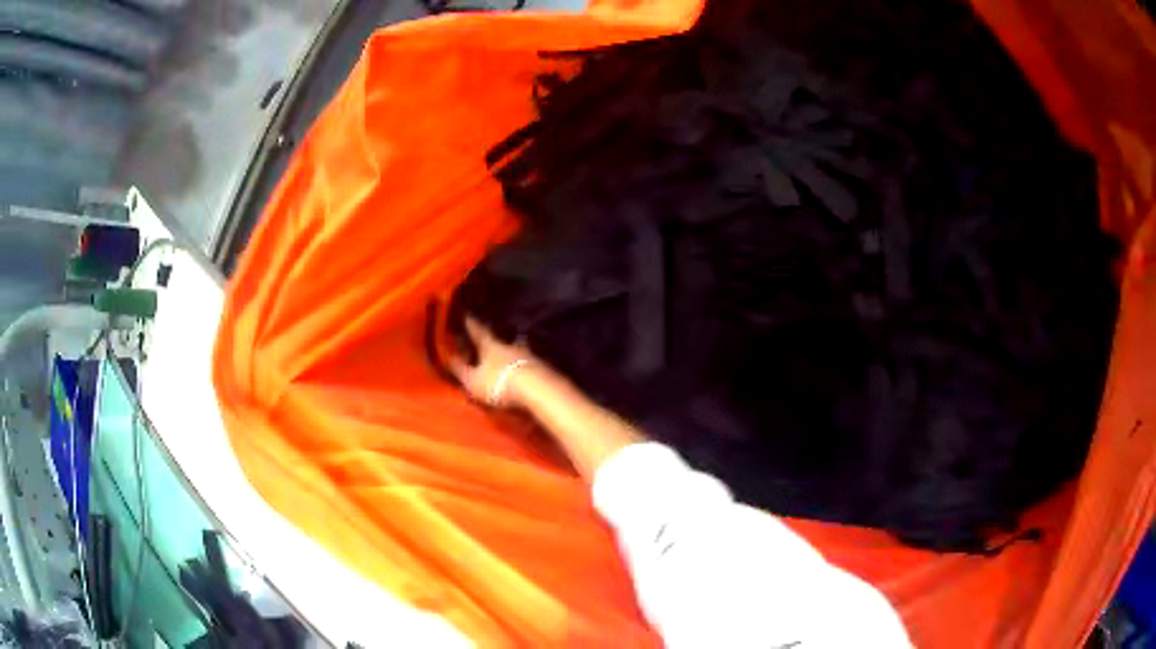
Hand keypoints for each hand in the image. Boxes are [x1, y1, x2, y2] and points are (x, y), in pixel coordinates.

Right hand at [449, 317, 537, 408]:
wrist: (536, 389)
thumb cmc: (499, 383)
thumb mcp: (473, 380)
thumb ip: (461, 370)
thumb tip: (449, 357)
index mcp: (491, 347)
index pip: (479, 333)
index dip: (472, 325)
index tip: (468, 314)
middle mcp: (511, 347)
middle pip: (504, 338)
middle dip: (500, 336)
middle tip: (498, 332)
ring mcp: (530, 355)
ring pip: (522, 347)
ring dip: (519, 346)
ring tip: (519, 344)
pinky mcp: (544, 367)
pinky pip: (534, 361)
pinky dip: (530, 361)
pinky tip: (532, 364)